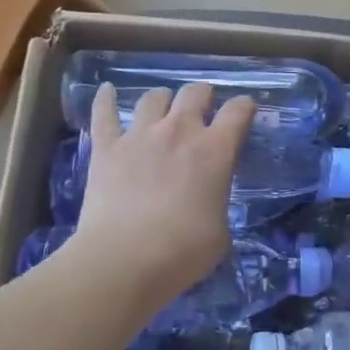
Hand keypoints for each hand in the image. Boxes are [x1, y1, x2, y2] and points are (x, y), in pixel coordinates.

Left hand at [71, 81, 253, 310]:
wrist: (124, 259)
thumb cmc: (183, 252)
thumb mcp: (220, 233)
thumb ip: (217, 207)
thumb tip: (207, 207)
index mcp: (215, 151)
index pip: (237, 112)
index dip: (244, 107)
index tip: (245, 110)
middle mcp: (179, 131)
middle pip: (194, 93)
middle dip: (203, 96)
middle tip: (203, 108)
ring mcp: (139, 135)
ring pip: (153, 98)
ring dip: (162, 99)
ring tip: (162, 107)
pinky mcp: (106, 147)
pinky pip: (103, 113)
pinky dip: (104, 99)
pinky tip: (105, 90)